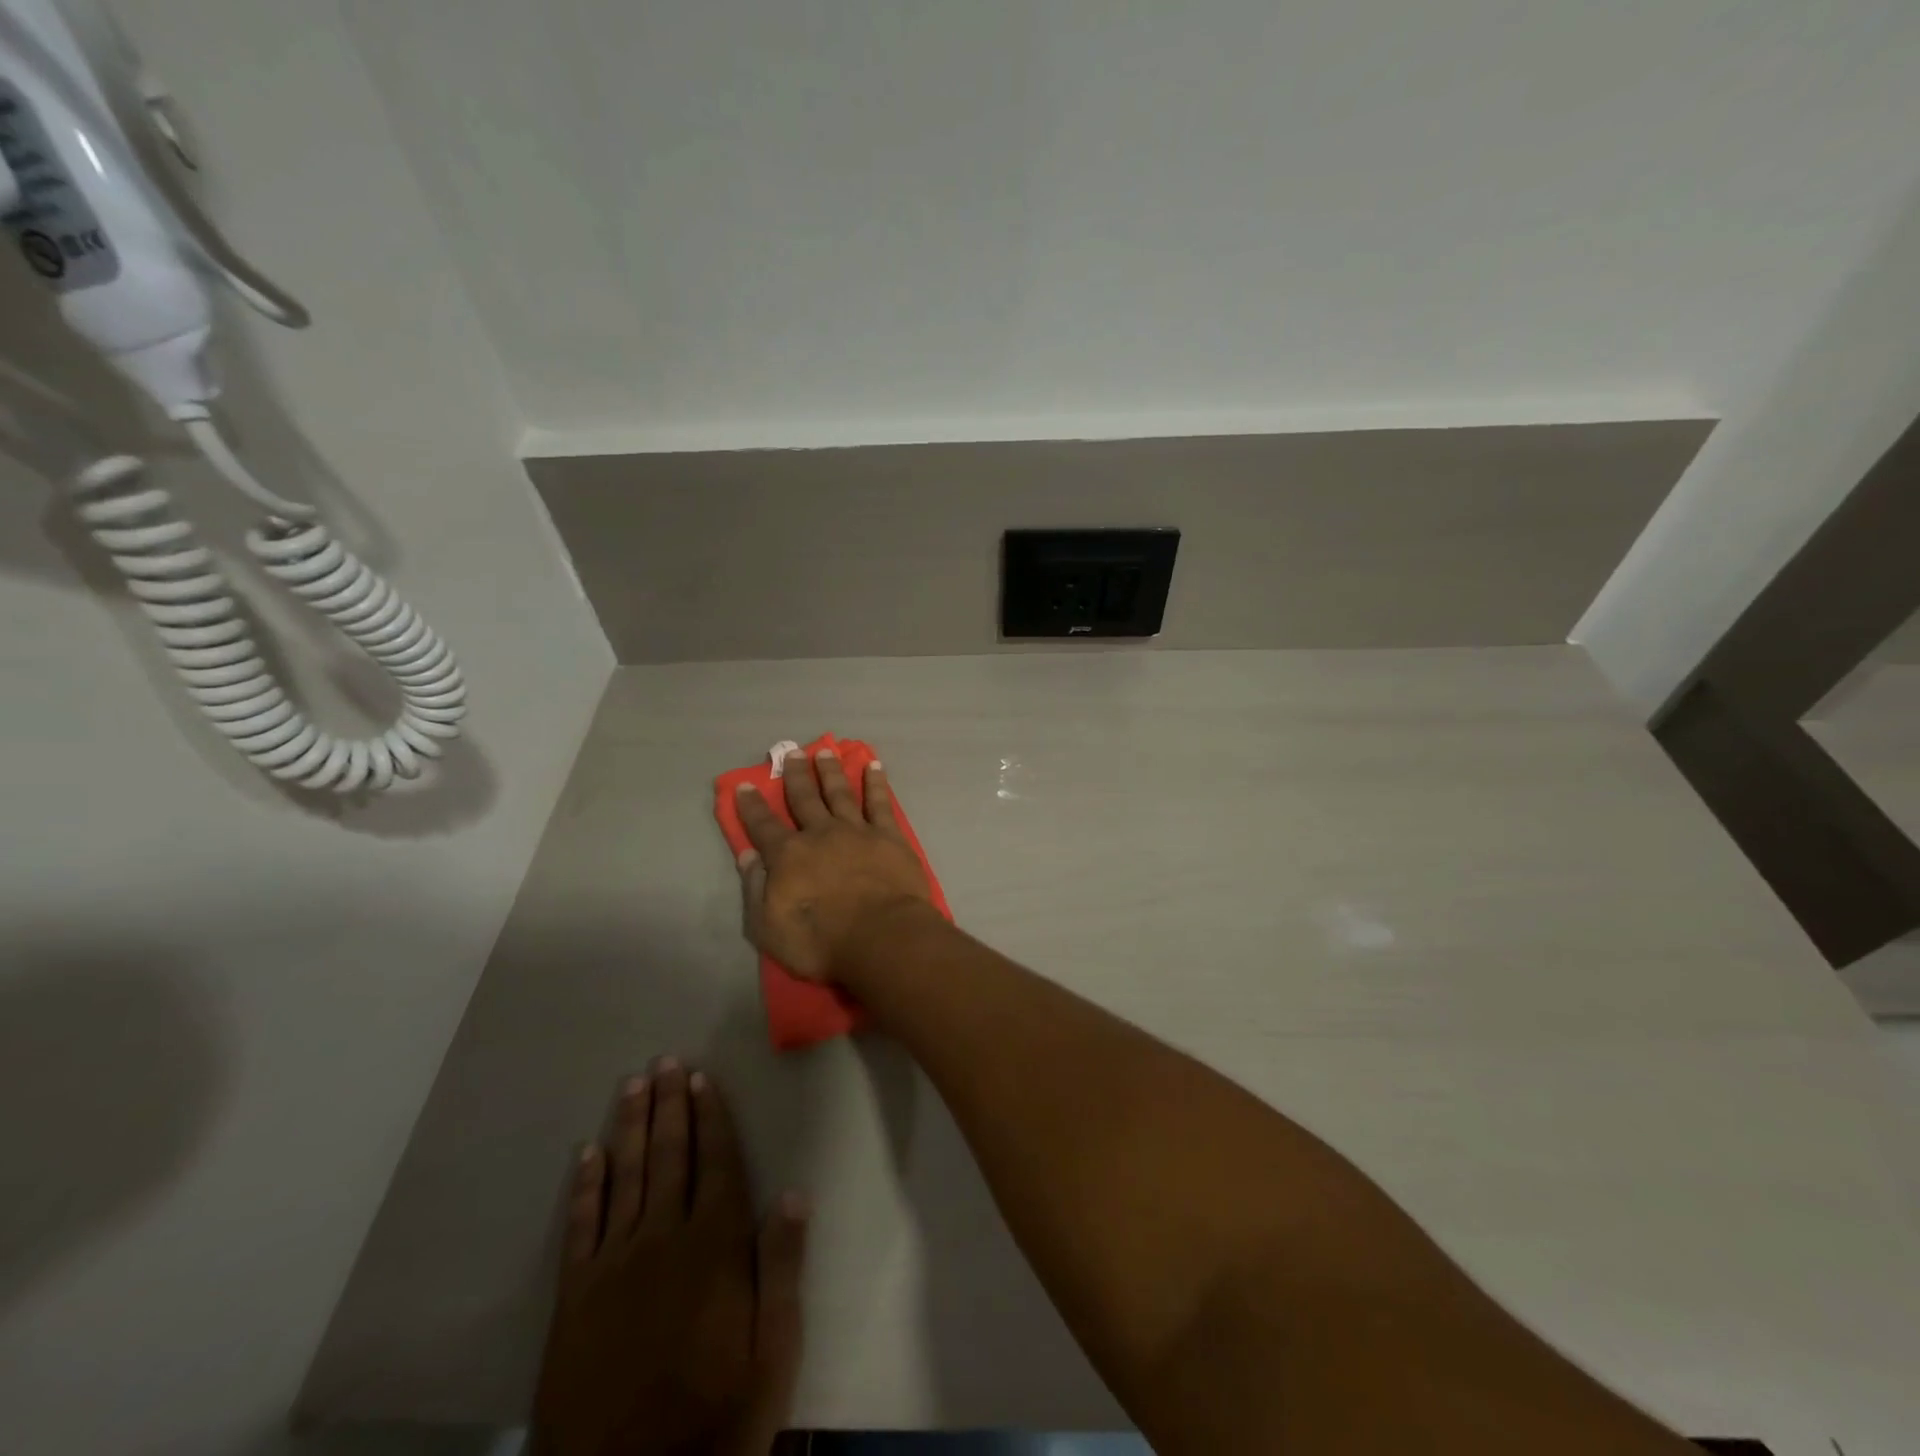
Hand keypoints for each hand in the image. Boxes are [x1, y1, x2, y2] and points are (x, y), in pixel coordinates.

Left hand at [533, 1061, 808, 1455]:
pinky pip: (580, 1227)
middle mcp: (663, 1241)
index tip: (701, 1078)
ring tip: (633, 1085)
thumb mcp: (773, 1352)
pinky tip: (588, 1153)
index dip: (710, 1116)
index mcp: (715, 1247)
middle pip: (669, 1157)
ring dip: (631, 1127)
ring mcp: (613, 1266)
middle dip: (669, 1105)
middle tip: (664, 1061)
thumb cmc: (717, 1419)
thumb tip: (793, 1192)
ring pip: (626, 1177)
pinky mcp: (574, 1298)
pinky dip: (585, 1186)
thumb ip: (782, 1268)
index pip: (716, 1162)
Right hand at [734, 748, 931, 981]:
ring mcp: (857, 831)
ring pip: (840, 792)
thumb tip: (747, 855)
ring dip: (831, 771)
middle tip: (790, 752)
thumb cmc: (821, 941)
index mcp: (788, 856)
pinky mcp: (889, 836)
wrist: (882, 936)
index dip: (751, 806)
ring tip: (825, 751)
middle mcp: (820, 834)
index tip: (745, 785)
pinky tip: (873, 766)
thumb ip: (756, 888)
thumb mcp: (769, 927)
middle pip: (804, 798)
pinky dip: (876, 783)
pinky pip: (880, 803)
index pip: (763, 826)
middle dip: (795, 775)